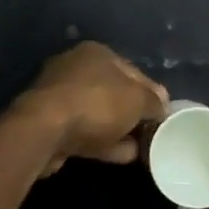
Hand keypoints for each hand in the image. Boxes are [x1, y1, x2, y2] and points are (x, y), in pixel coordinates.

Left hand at [8, 42, 167, 176]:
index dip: (152, 92)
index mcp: (97, 53)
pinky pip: (86, 131)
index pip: (133, 70)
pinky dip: (104, 142)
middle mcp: (77, 68)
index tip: (164, 114)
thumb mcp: (137, 99)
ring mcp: (61, 96)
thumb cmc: (96, 104)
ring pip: (100, 114)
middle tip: (153, 133)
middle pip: (115, 92)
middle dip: (134, 113)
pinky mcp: (51, 124)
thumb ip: (153, 101)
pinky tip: (124, 156)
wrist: (44, 131)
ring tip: (142, 149)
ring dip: (120, 130)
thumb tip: (162, 103)